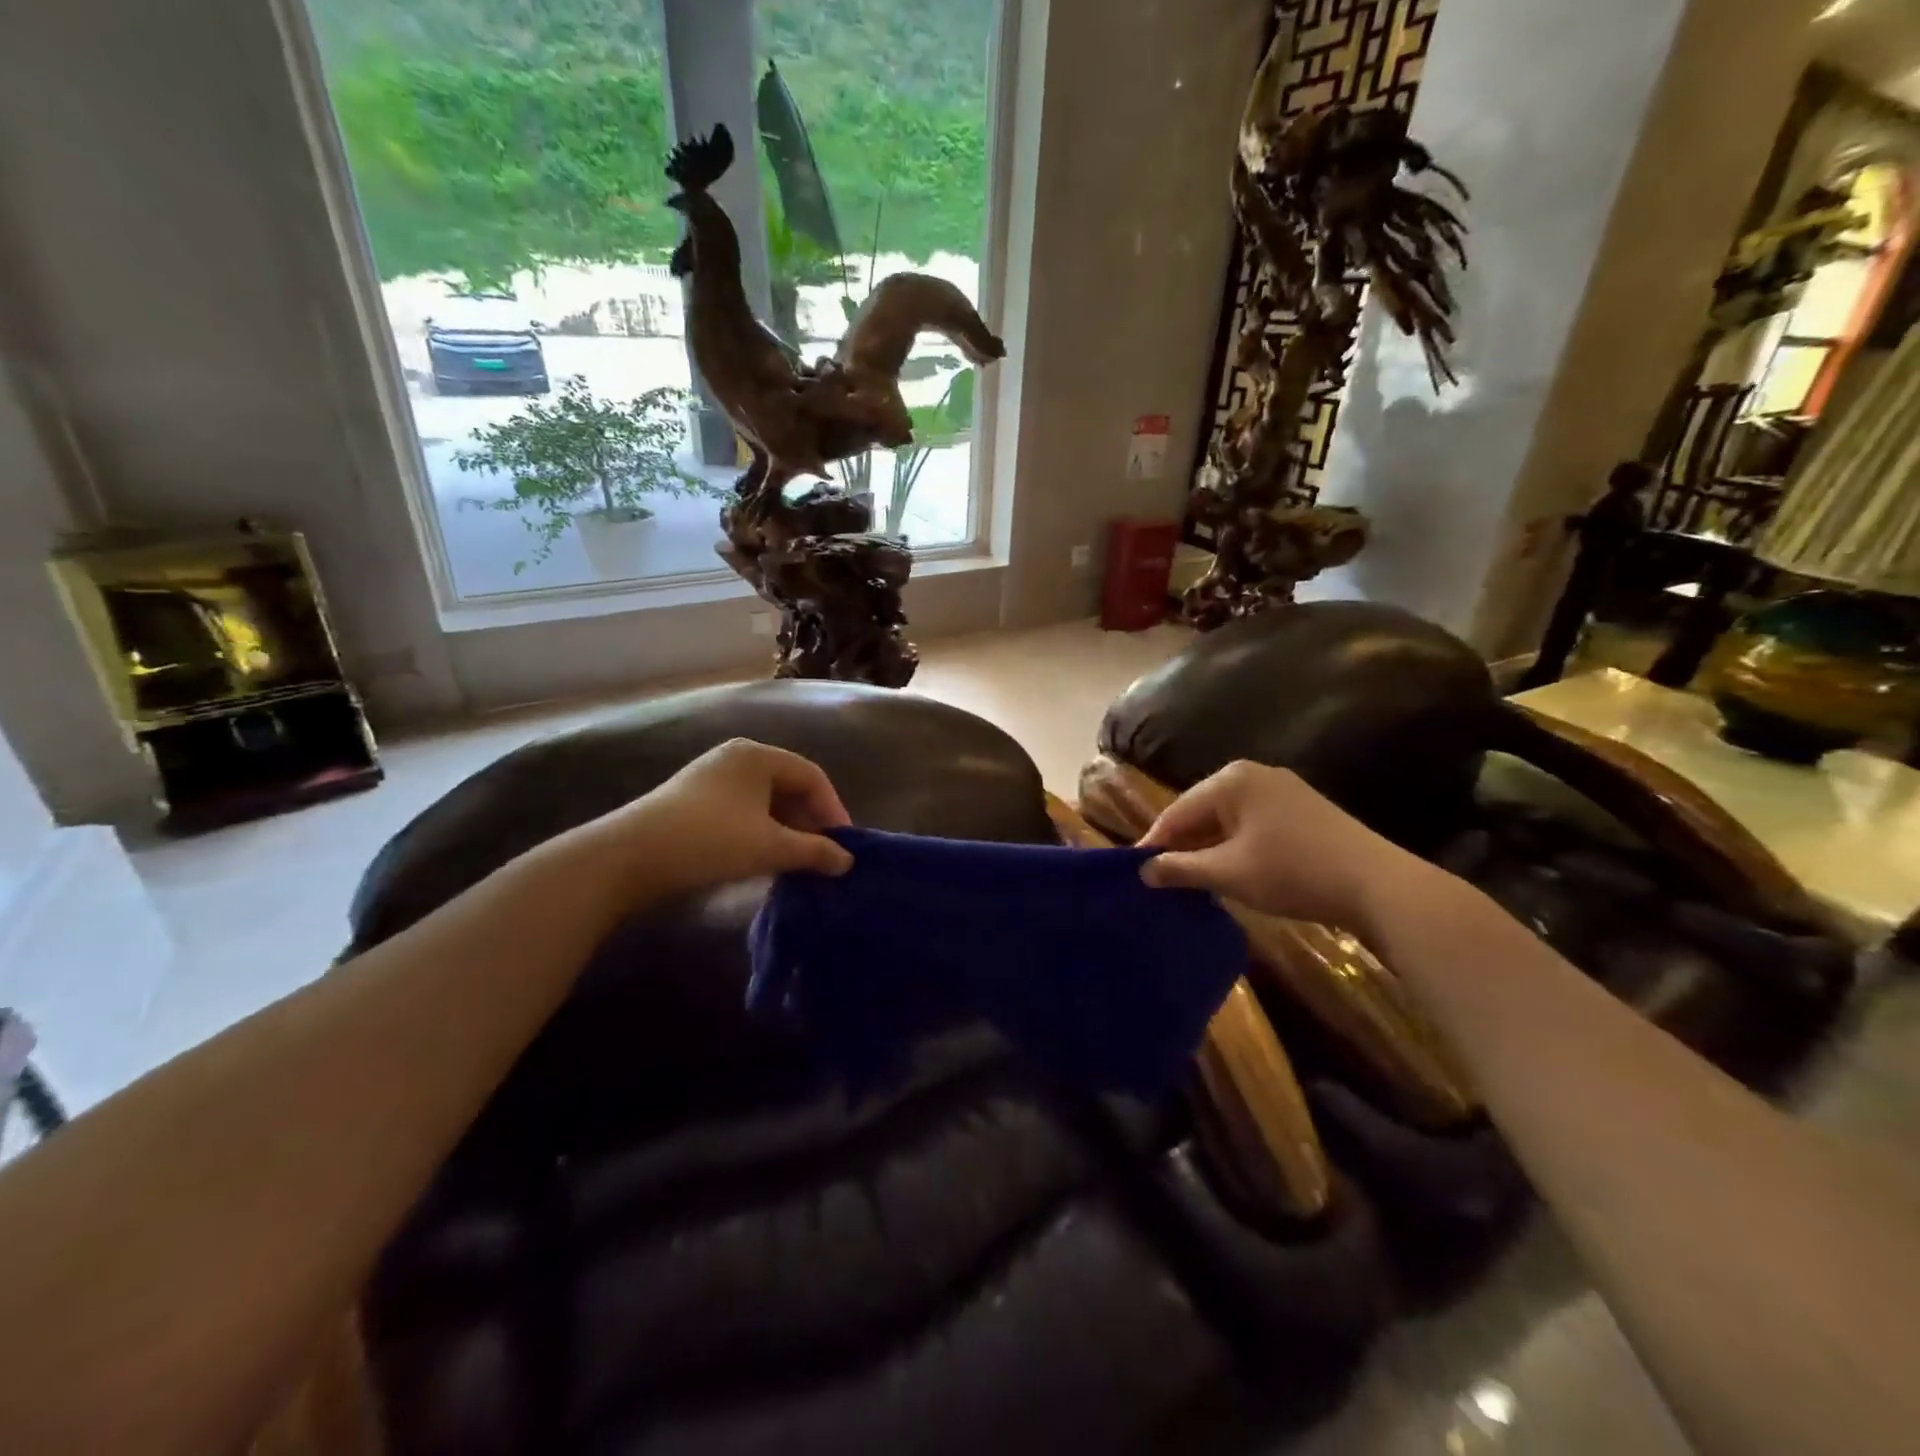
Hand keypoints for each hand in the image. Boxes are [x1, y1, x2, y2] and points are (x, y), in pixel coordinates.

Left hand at [590, 739, 854, 897]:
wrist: (628, 857)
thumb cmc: (710, 840)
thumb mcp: (770, 847)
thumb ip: (814, 852)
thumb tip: (847, 862)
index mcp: (758, 755)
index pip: (812, 776)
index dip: (833, 810)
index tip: (843, 846)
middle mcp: (736, 758)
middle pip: (788, 787)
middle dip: (809, 822)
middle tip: (821, 857)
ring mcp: (711, 778)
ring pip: (765, 802)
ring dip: (785, 831)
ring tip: (795, 863)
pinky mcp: (693, 801)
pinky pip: (743, 811)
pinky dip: (760, 833)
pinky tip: (762, 860)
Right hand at [1137, 761, 1421, 930]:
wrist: (1378, 886)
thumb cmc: (1292, 872)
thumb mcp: (1227, 873)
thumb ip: (1180, 869)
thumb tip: (1143, 870)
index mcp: (1231, 780)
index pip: (1177, 811)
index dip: (1154, 842)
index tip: (1134, 871)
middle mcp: (1255, 774)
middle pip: (1202, 811)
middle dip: (1182, 844)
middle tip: (1161, 878)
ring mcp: (1284, 789)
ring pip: (1228, 819)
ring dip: (1209, 848)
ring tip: (1192, 879)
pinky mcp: (1304, 809)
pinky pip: (1253, 824)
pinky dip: (1236, 846)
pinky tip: (1232, 871)